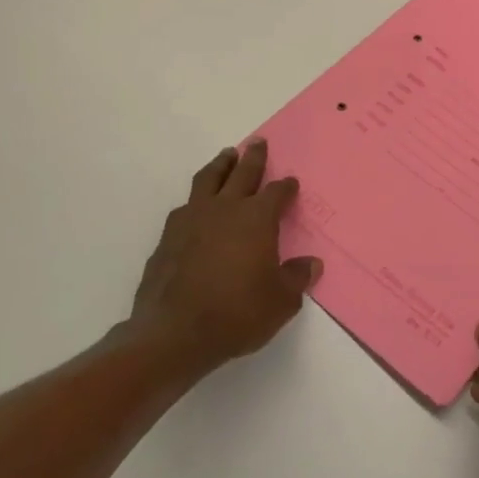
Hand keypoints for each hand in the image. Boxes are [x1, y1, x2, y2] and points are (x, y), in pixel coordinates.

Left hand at [127, 140, 321, 377]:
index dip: (286, 187)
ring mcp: (192, 220)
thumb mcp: (280, 301)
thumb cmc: (237, 314)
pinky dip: (195, 200)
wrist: (173, 334)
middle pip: (242, 173)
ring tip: (226, 156)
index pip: (276, 192)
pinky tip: (196, 208)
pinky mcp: (167, 237)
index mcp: (257, 218)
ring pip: (208, 180)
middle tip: (258, 143)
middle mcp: (225, 209)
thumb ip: (296, 278)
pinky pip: (185, 207)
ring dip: (220, 165)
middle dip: (253, 157)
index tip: (290, 183)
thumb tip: (311, 264)